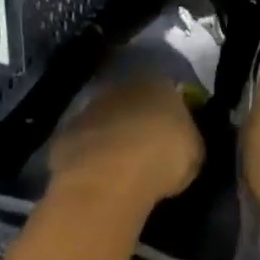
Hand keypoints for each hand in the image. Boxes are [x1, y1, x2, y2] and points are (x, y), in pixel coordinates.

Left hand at [48, 76, 202, 213]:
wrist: (108, 176)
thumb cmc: (163, 157)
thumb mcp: (194, 152)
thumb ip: (189, 139)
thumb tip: (185, 141)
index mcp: (160, 83)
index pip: (169, 89)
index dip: (171, 111)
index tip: (174, 131)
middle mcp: (123, 86)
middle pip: (134, 99)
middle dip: (139, 118)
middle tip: (147, 146)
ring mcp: (90, 107)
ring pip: (106, 118)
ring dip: (112, 134)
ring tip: (120, 164)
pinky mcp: (65, 133)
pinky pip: (84, 141)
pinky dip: (90, 154)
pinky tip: (98, 175)